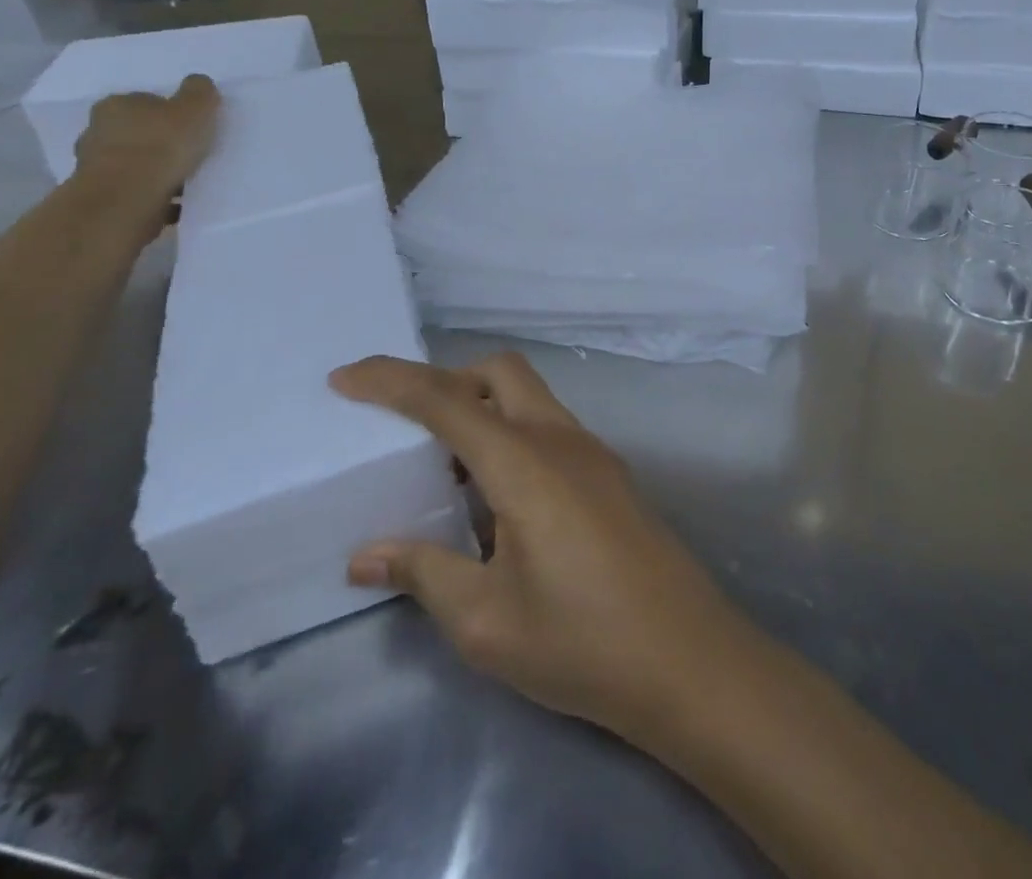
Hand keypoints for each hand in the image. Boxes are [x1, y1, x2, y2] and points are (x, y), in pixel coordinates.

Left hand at [73, 74, 221, 204]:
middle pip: (135, 132)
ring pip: (133, 163)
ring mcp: (94, 166)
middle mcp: (96, 130)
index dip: (169, 112)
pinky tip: (176, 202)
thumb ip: (199, 92)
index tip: (190, 126)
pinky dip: (153, 195)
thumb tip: (197, 83)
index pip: (145, 102)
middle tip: (188, 153)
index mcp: (116, 104)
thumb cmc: (162, 144)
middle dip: (157, 141)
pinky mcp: (102, 196)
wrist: (128, 198)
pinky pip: (135, 191)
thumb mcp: (195, 108)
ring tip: (185, 181)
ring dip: (153, 170)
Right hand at [331, 353, 759, 742]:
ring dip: (482, 409)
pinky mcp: (609, 474)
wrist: (687, 658)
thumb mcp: (486, 621)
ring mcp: (592, 452)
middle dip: (446, 380)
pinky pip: (548, 429)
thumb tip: (367, 554)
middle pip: (499, 372)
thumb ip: (424, 573)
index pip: (447, 400)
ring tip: (442, 469)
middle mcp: (560, 439)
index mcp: (524, 462)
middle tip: (403, 425)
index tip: (345, 377)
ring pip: (528, 397)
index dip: (392, 381)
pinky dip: (511, 436)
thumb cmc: (581, 641)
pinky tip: (494, 499)